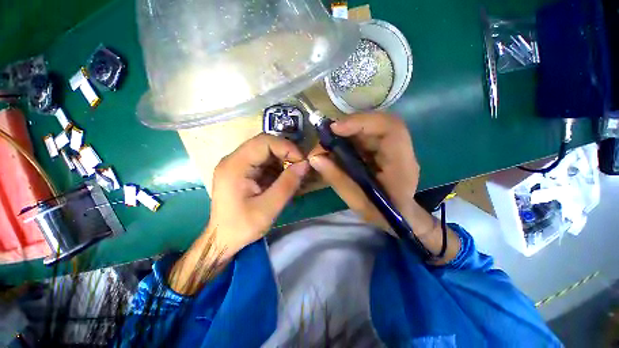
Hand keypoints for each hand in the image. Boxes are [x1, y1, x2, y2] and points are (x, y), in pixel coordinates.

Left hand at [169, 134, 308, 293]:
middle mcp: (233, 160)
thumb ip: (287, 184)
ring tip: (294, 174)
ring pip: (266, 152)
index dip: (286, 147)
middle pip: (264, 144)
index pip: (264, 142)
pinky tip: (283, 179)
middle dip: (286, 153)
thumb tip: (305, 164)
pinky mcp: (242, 171)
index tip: (302, 161)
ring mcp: (237, 164)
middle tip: (300, 167)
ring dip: (282, 160)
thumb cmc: (242, 227)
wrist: (223, 239)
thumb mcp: (268, 208)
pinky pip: (263, 161)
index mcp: (235, 166)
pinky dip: (277, 167)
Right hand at [309, 113, 419, 231]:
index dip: (362, 122)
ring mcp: (393, 148)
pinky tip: (337, 147)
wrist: (400, 217)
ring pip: (370, 127)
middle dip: (349, 126)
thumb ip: (337, 179)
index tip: (335, 129)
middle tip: (325, 137)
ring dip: (347, 131)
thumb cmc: (383, 215)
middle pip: (378, 123)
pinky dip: (349, 138)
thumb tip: (314, 158)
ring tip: (328, 143)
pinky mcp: (383, 149)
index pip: (391, 128)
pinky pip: (366, 136)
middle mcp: (400, 151)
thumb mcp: (358, 202)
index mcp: (402, 165)